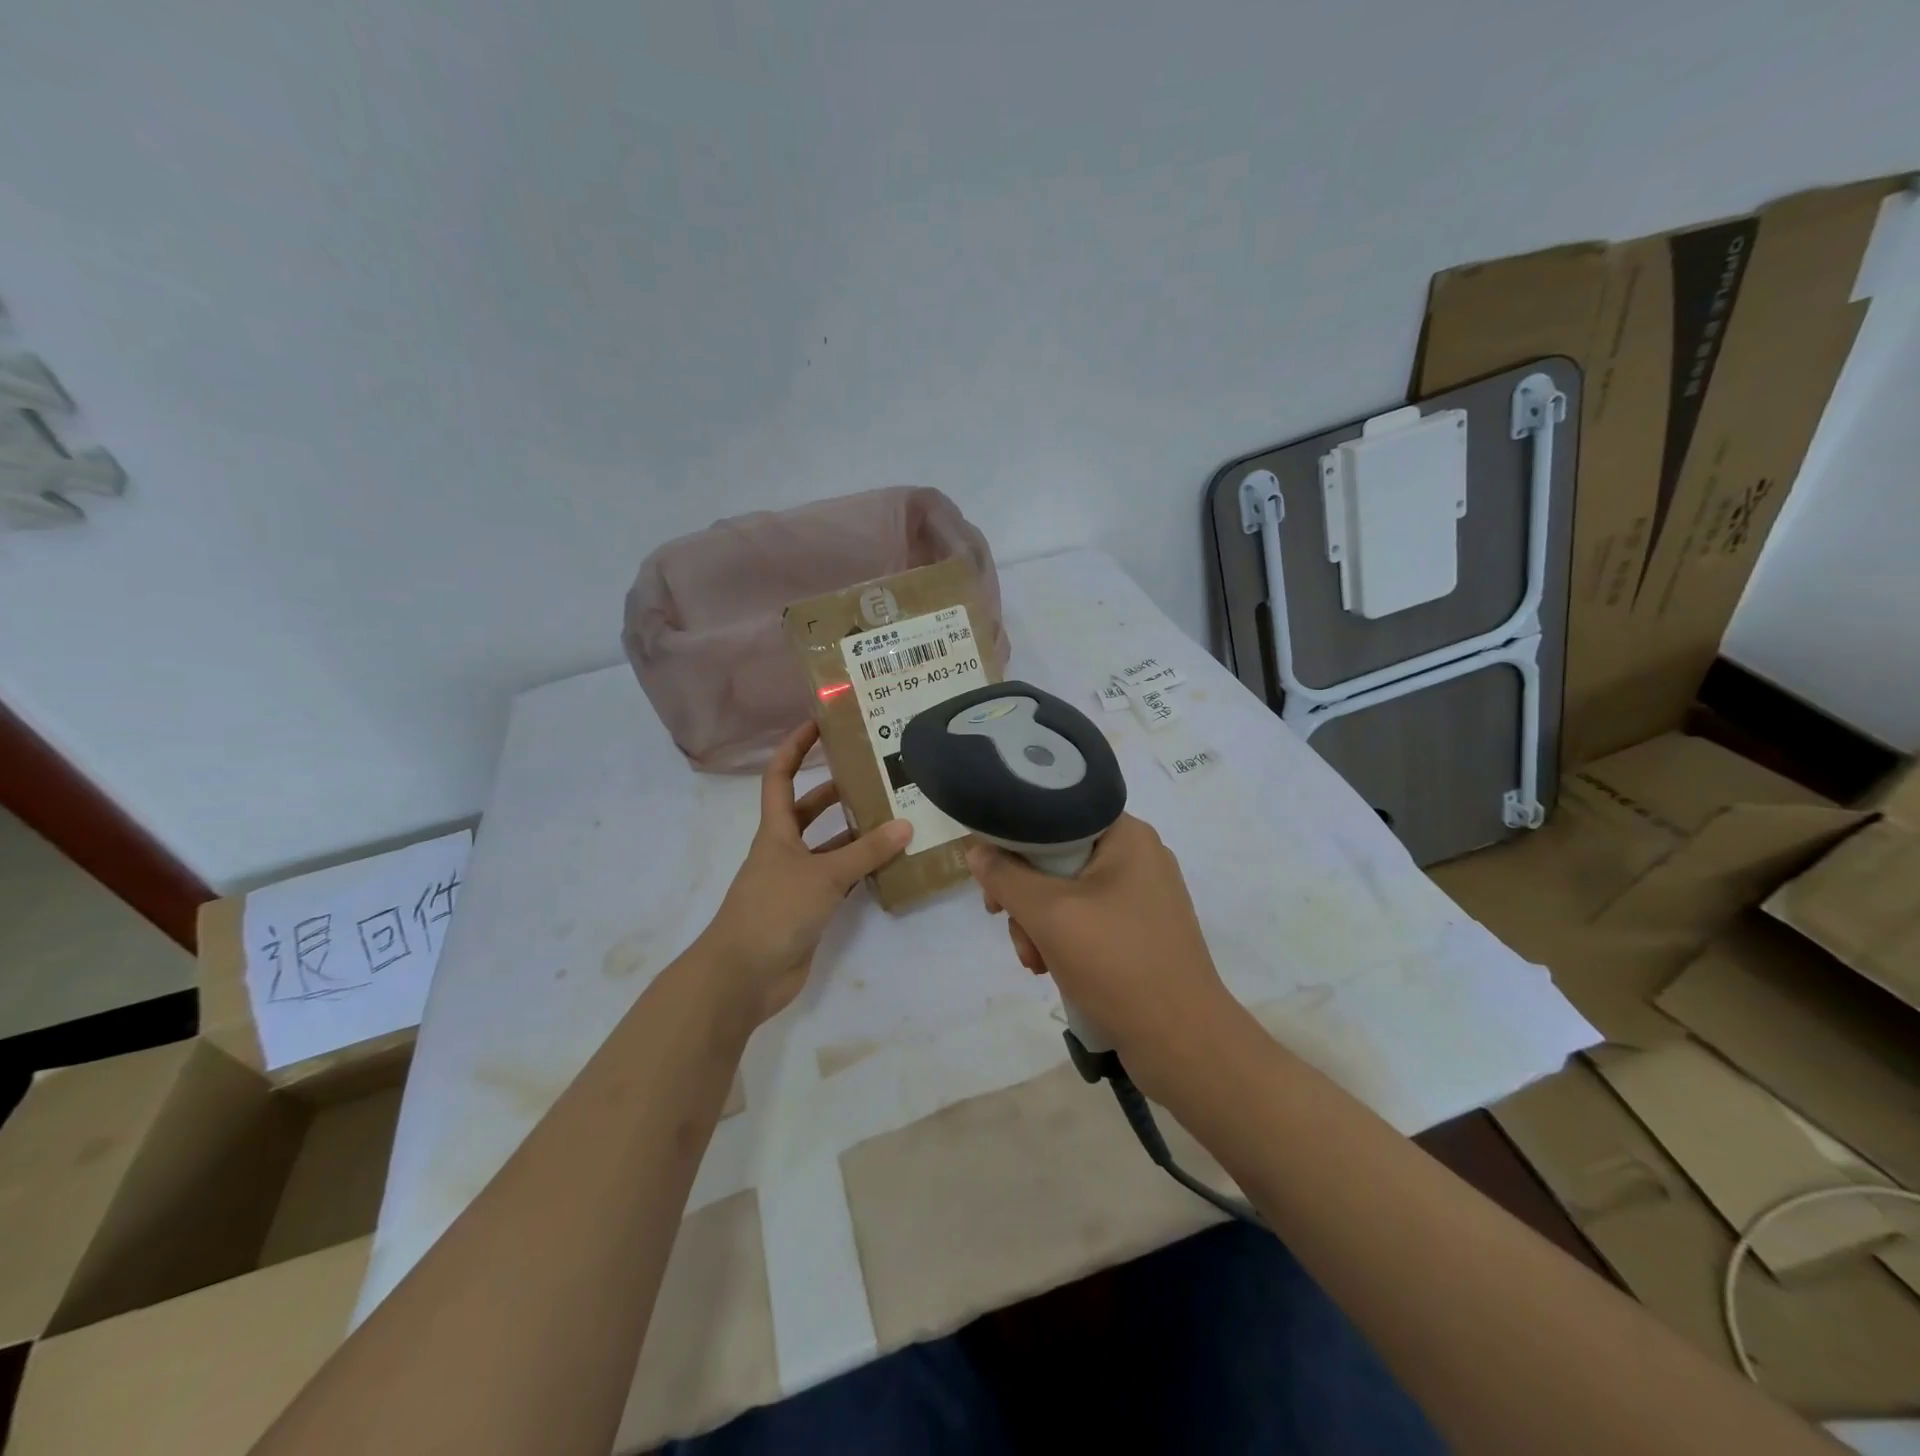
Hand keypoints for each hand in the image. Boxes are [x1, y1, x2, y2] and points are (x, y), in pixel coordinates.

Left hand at [699, 720, 912, 1030]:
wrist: (744, 975)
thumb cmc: (774, 911)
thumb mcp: (822, 875)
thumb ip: (865, 852)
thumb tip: (905, 824)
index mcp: (776, 831)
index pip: (780, 777)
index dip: (794, 747)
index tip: (819, 724)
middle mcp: (784, 850)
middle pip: (808, 810)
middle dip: (835, 790)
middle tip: (874, 774)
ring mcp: (796, 881)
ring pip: (828, 846)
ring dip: (855, 833)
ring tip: (895, 816)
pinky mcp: (809, 909)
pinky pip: (838, 879)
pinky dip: (860, 870)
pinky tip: (889, 864)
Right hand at [967, 813, 1244, 1095]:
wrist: (1183, 1043)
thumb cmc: (1117, 963)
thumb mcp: (1049, 914)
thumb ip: (1006, 876)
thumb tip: (975, 849)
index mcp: (1128, 835)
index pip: (1056, 816)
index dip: (1015, 841)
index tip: (991, 875)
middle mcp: (1139, 857)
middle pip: (1058, 858)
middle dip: (1025, 896)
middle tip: (1003, 920)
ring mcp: (1143, 897)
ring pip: (1068, 894)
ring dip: (1040, 925)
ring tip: (1035, 962)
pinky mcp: (1142, 933)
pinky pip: (1088, 921)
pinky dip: (1064, 941)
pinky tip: (1052, 970)